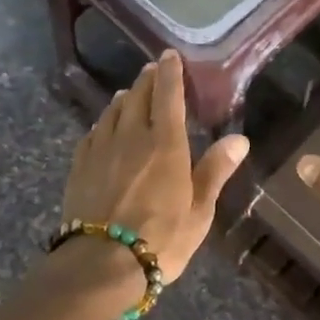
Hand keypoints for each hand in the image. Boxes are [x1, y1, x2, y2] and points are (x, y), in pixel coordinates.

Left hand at [60, 50, 248, 284]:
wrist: (99, 265)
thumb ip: (215, 171)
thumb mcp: (199, 211)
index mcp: (165, 144)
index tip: (169, 55)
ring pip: (113, 112)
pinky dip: (103, 122)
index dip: (170, 73)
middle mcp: (132, 137)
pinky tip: (103, 126)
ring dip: (123, 98)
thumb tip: (239, 140)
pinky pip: (93, 133)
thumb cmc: (160, 239)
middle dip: (146, 80)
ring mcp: (102, 150)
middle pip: (137, 97)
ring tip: (128, 92)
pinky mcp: (80, 167)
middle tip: (152, 70)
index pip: (168, 96)